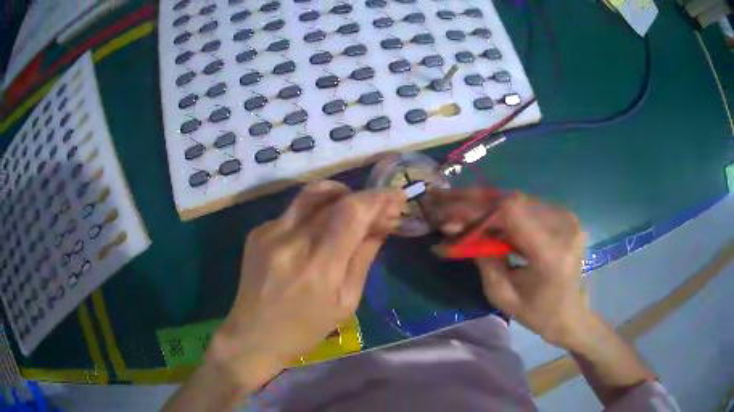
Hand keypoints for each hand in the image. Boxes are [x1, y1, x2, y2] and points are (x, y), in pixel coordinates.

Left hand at [209, 181, 405, 387]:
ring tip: (353, 208)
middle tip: (380, 207)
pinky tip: (319, 232)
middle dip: (364, 197)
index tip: (396, 197)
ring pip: (311, 194)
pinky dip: (315, 213)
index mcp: (318, 268)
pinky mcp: (257, 232)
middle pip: (333, 198)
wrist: (252, 335)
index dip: (378, 198)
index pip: (351, 213)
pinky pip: (294, 211)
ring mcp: (269, 233)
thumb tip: (382, 225)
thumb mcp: (345, 303)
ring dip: (339, 194)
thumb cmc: (304, 330)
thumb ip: (363, 258)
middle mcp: (290, 242)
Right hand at [430, 190, 589, 347]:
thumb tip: (456, 230)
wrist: (571, 313)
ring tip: (461, 210)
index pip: (512, 212)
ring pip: (519, 200)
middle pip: (513, 201)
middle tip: (446, 202)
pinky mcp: (566, 215)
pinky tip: (487, 216)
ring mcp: (568, 218)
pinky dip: (504, 210)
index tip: (449, 214)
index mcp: (551, 253)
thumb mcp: (502, 295)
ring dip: (488, 204)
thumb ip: (482, 260)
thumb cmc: (537, 313)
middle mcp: (564, 227)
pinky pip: (529, 206)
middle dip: (476, 202)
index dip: (477, 208)